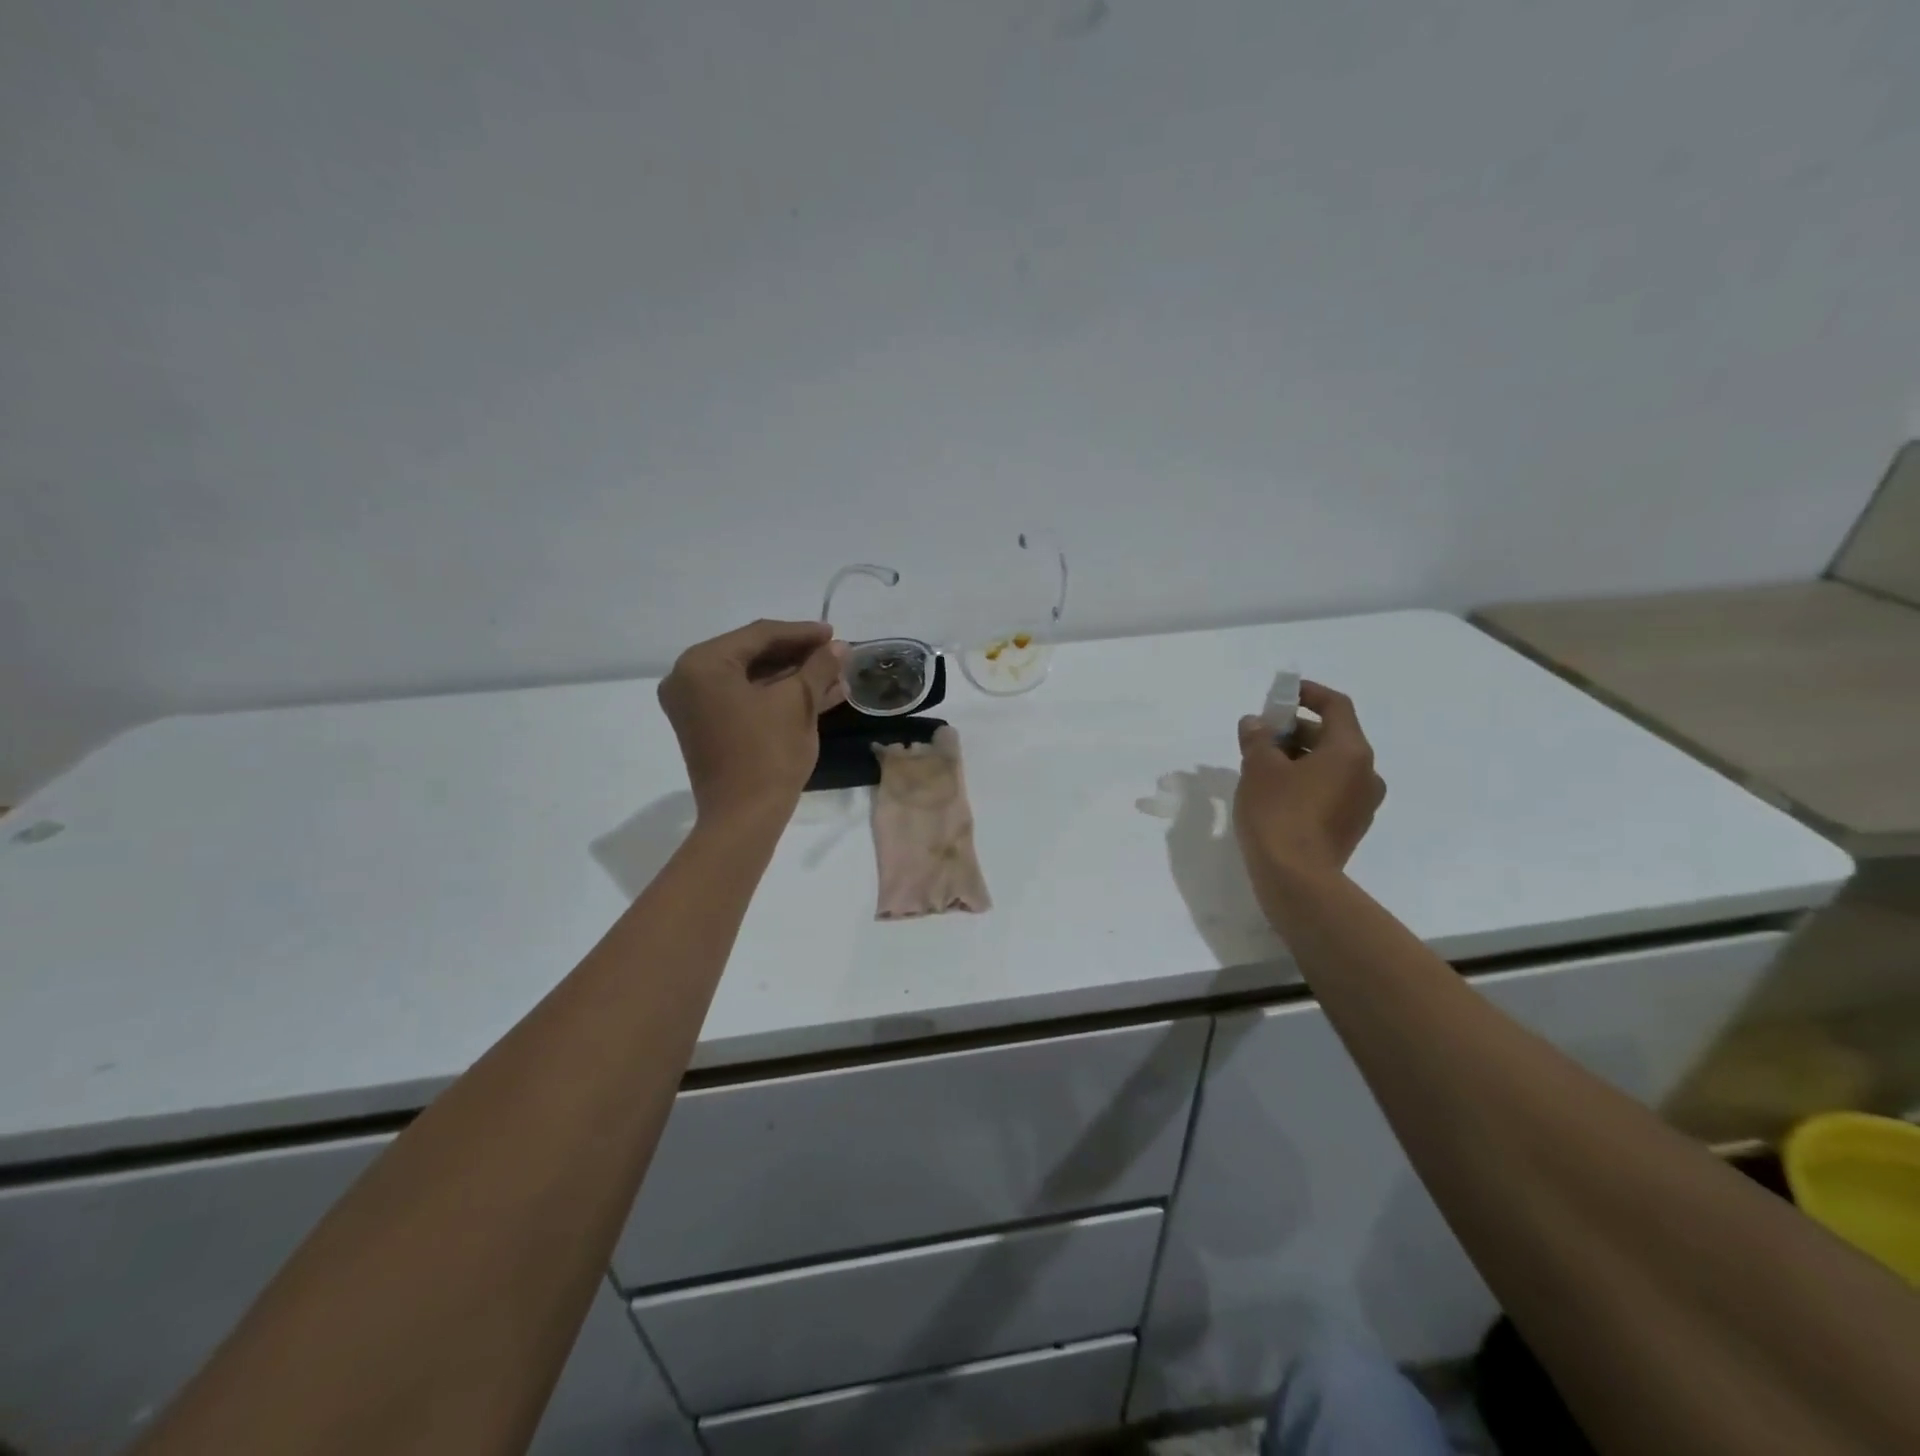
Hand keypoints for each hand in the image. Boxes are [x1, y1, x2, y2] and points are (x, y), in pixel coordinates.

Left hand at [658, 620, 845, 823]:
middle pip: (752, 654)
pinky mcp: (706, 725)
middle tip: (835, 653)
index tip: (835, 634)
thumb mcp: (798, 703)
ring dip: (792, 676)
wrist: (744, 817)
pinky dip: (776, 695)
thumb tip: (840, 646)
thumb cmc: (768, 754)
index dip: (802, 633)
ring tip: (833, 674)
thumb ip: (818, 667)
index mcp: (702, 663)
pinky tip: (816, 693)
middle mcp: (688, 677)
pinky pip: (744, 698)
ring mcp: (694, 704)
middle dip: (798, 655)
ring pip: (751, 678)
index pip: (759, 635)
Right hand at [1234, 681, 1385, 887]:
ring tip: (1262, 765)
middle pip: (1333, 736)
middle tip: (1261, 735)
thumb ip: (1257, 738)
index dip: (1308, 693)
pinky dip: (1307, 781)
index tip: (1282, 694)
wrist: (1296, 879)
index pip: (1336, 706)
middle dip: (1296, 730)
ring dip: (1300, 757)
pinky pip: (1331, 790)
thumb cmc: (1278, 813)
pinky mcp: (1351, 826)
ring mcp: (1362, 803)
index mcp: (1351, 751)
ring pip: (1331, 765)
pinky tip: (1276, 793)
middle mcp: (1366, 773)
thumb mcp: (1259, 768)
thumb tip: (1255, 724)